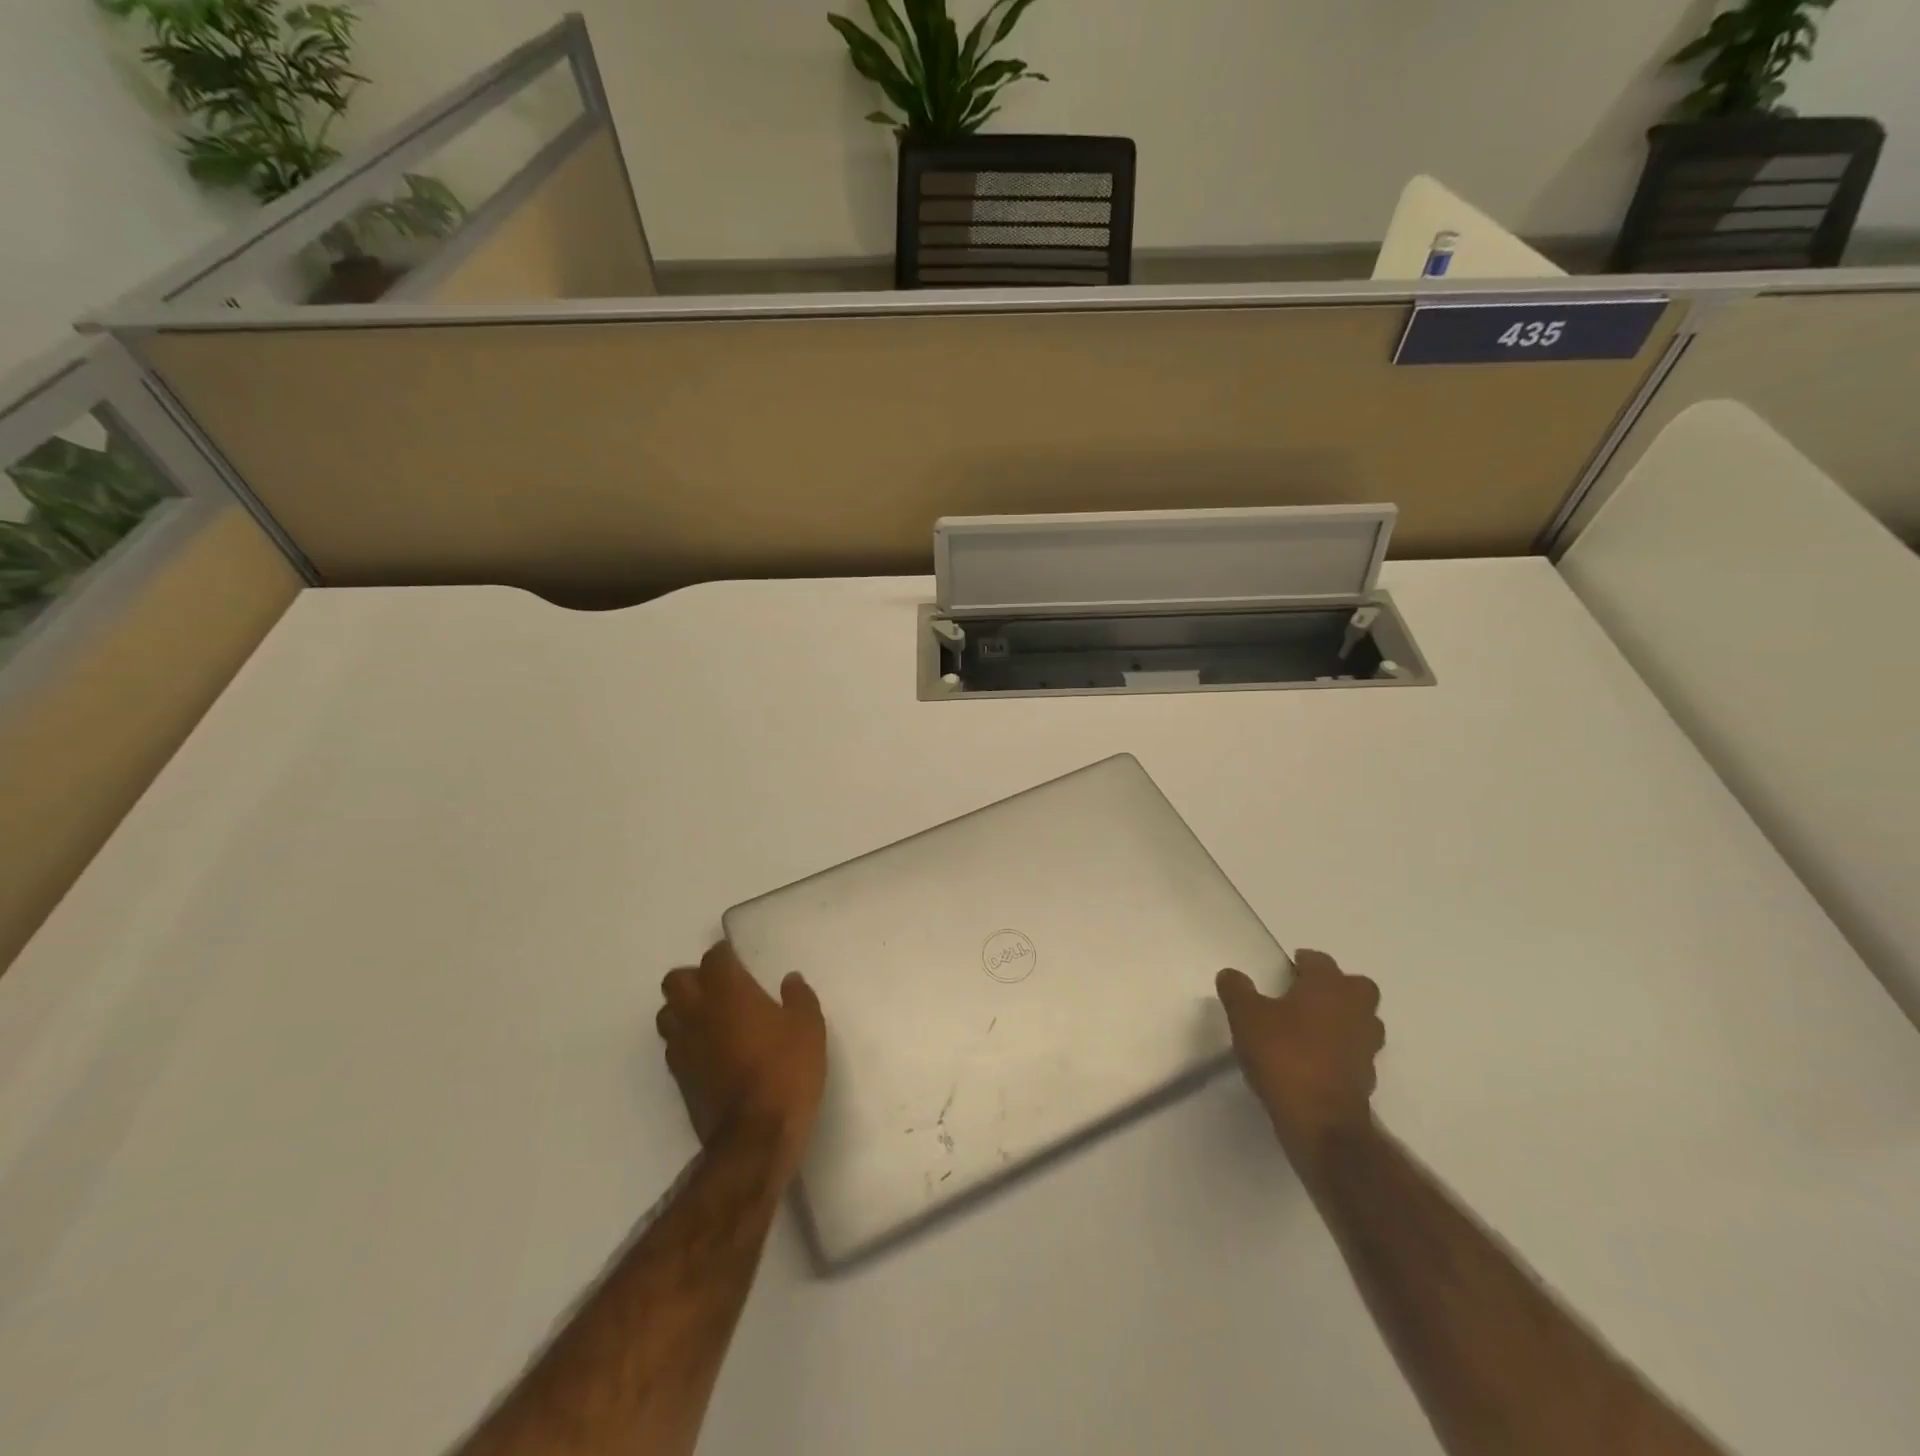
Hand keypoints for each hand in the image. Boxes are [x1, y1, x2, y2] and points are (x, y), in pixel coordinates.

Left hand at [657, 942, 826, 1179]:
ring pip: (667, 1013)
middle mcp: (698, 1012)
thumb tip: (789, 980)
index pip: (713, 957)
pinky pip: (673, 1045)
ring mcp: (683, 1046)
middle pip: (676, 980)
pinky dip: (686, 1039)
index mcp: (728, 991)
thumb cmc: (786, 1071)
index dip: (726, 955)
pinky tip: (710, 1050)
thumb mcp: (809, 1027)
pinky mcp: (679, 1077)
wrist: (755, 1137)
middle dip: (695, 978)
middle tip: (721, 987)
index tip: (741, 961)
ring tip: (711, 1017)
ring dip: (684, 1008)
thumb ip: (798, 998)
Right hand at [1216, 950, 1384, 1172]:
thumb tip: (1231, 974)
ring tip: (1312, 1026)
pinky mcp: (1366, 1077)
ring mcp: (1365, 1045)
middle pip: (1357, 987)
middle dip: (1337, 986)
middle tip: (1307, 994)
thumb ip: (1237, 990)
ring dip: (1344, 1018)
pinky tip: (1315, 1058)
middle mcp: (1354, 1010)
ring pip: (1363, 1019)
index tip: (1289, 967)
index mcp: (1328, 987)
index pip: (1321, 961)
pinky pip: (1356, 1051)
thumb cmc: (1283, 1055)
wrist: (1320, 1121)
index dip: (1304, 961)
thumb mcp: (1245, 1017)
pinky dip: (1341, 1049)